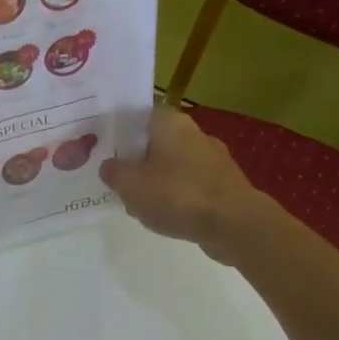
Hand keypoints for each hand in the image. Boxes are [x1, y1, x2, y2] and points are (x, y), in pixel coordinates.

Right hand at [99, 106, 270, 261]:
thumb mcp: (130, 184)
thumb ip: (113, 172)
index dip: (119, 131)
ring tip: (139, 207)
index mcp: (169, 122)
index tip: (103, 150)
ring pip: (172, 166)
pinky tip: (166, 218)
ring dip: (155, 183)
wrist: (234, 224)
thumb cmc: (177, 194)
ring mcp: (212, 158)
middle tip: (117, 183)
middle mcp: (193, 133)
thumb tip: (109, 166)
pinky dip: (177, 198)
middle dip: (136, 162)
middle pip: (154, 142)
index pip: (137, 115)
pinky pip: (190, 185)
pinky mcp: (223, 183)